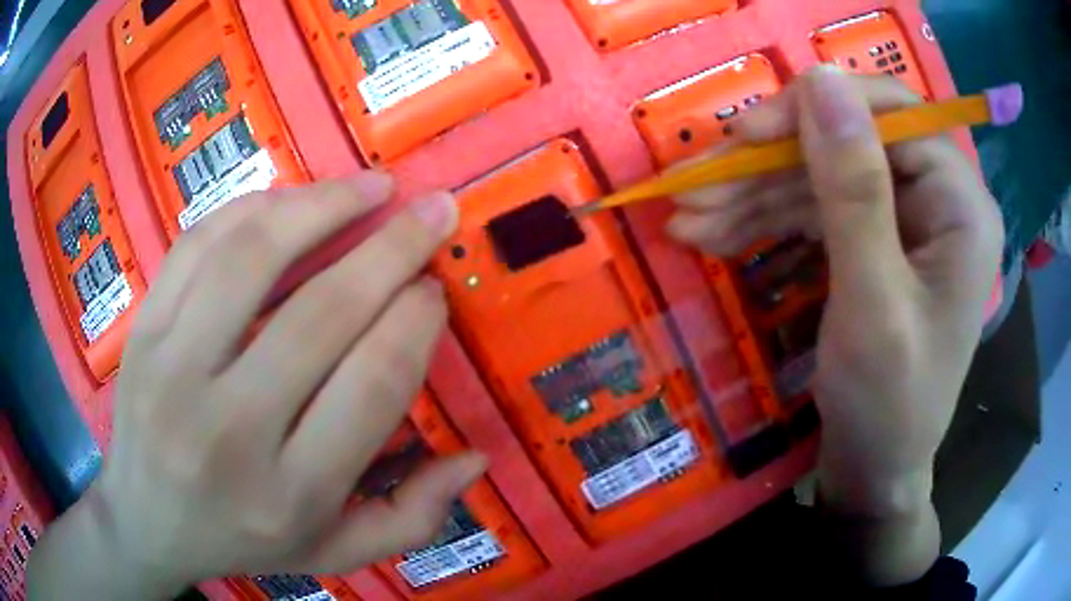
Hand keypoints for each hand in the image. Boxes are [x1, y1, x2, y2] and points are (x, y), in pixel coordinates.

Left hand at [29, 174, 485, 598]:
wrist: (146, 521)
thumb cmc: (243, 540)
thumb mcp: (334, 552)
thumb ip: (410, 518)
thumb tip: (476, 460)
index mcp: (291, 494)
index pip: (370, 385)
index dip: (414, 323)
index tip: (433, 289)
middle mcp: (229, 431)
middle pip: (322, 314)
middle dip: (392, 248)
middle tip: (432, 210)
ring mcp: (172, 371)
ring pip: (252, 260)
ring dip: (322, 206)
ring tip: (372, 185)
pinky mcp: (142, 332)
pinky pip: (198, 246)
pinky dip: (252, 209)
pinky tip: (292, 199)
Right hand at [668, 67, 1002, 583]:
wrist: (875, 470)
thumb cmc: (888, 405)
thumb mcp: (872, 303)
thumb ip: (854, 190)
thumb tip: (820, 78)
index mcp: (960, 204)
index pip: (889, 115)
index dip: (815, 111)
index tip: (744, 137)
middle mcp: (937, 197)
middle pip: (845, 142)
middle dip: (766, 164)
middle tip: (691, 185)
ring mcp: (903, 218)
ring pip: (820, 175)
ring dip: (752, 194)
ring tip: (686, 217)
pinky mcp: (873, 239)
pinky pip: (815, 210)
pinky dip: (763, 219)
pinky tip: (713, 233)